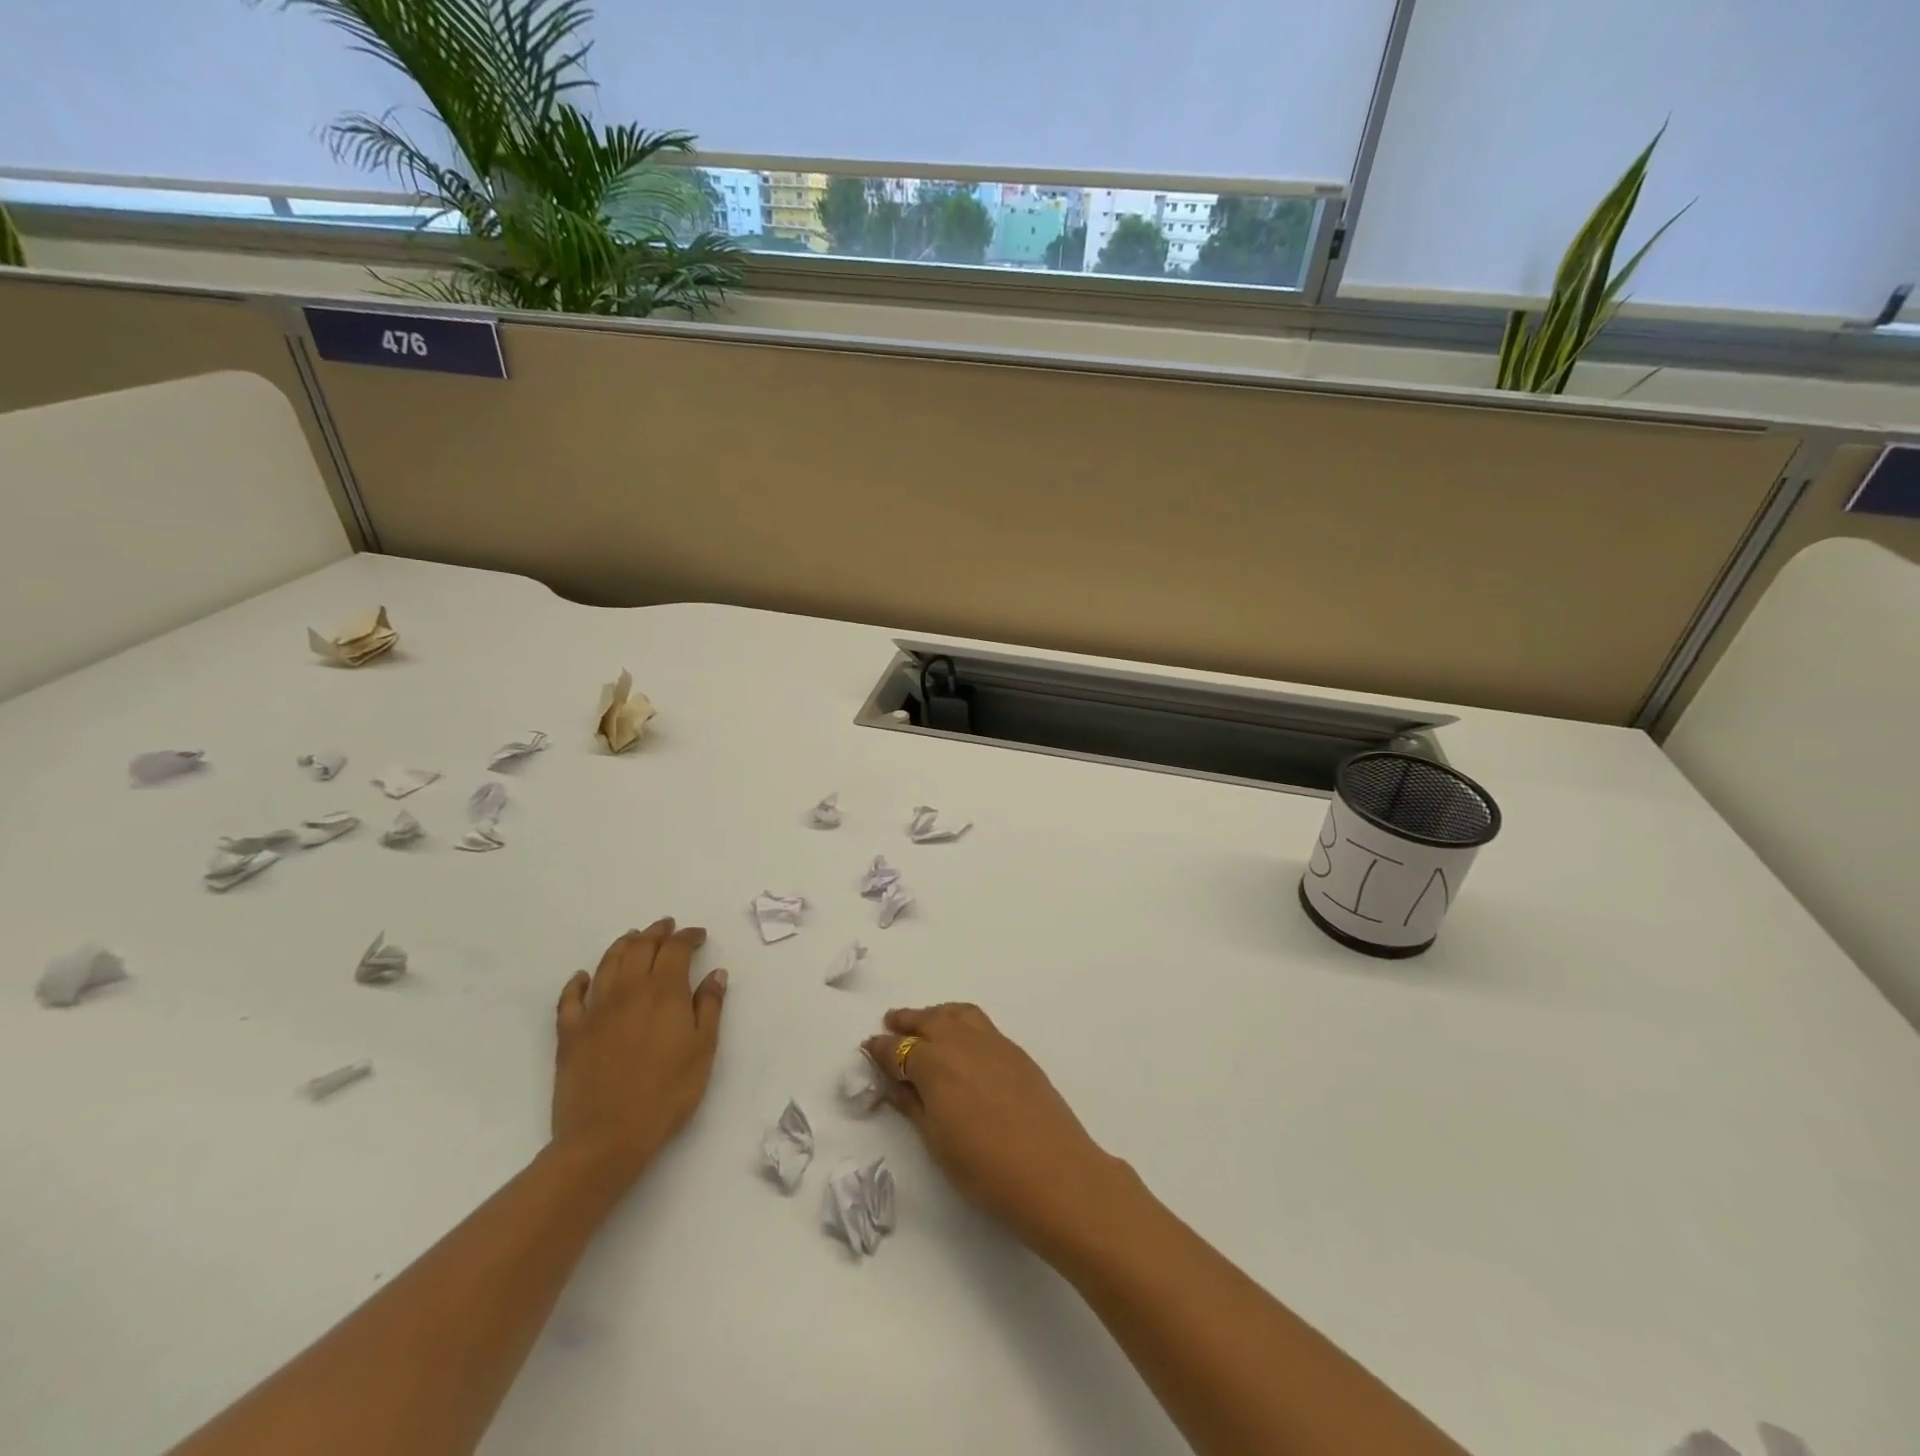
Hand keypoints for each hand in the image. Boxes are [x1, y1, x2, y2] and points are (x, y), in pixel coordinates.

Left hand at [551, 919, 727, 1188]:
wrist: (606, 1138)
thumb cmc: (666, 1094)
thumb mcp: (703, 1050)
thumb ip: (710, 1007)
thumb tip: (715, 974)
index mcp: (664, 992)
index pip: (676, 949)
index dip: (688, 936)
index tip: (699, 935)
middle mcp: (628, 990)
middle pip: (641, 947)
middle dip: (657, 932)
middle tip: (668, 926)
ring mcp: (595, 1010)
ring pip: (608, 963)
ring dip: (623, 944)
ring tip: (634, 938)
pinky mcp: (570, 1034)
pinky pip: (570, 998)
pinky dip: (577, 981)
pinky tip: (583, 977)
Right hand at [864, 1004, 1126, 1251]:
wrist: (1054, 1172)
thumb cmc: (985, 1168)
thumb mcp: (936, 1141)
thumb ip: (912, 1104)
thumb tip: (893, 1080)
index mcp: (935, 1063)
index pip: (898, 1049)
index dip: (880, 1049)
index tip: (868, 1049)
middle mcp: (961, 1042)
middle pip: (928, 1020)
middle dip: (906, 1021)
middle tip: (890, 1024)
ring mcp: (992, 1042)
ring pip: (956, 1014)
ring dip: (935, 1014)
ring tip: (924, 1023)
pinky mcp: (1015, 1051)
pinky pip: (979, 1023)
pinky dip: (961, 1021)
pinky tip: (960, 1040)